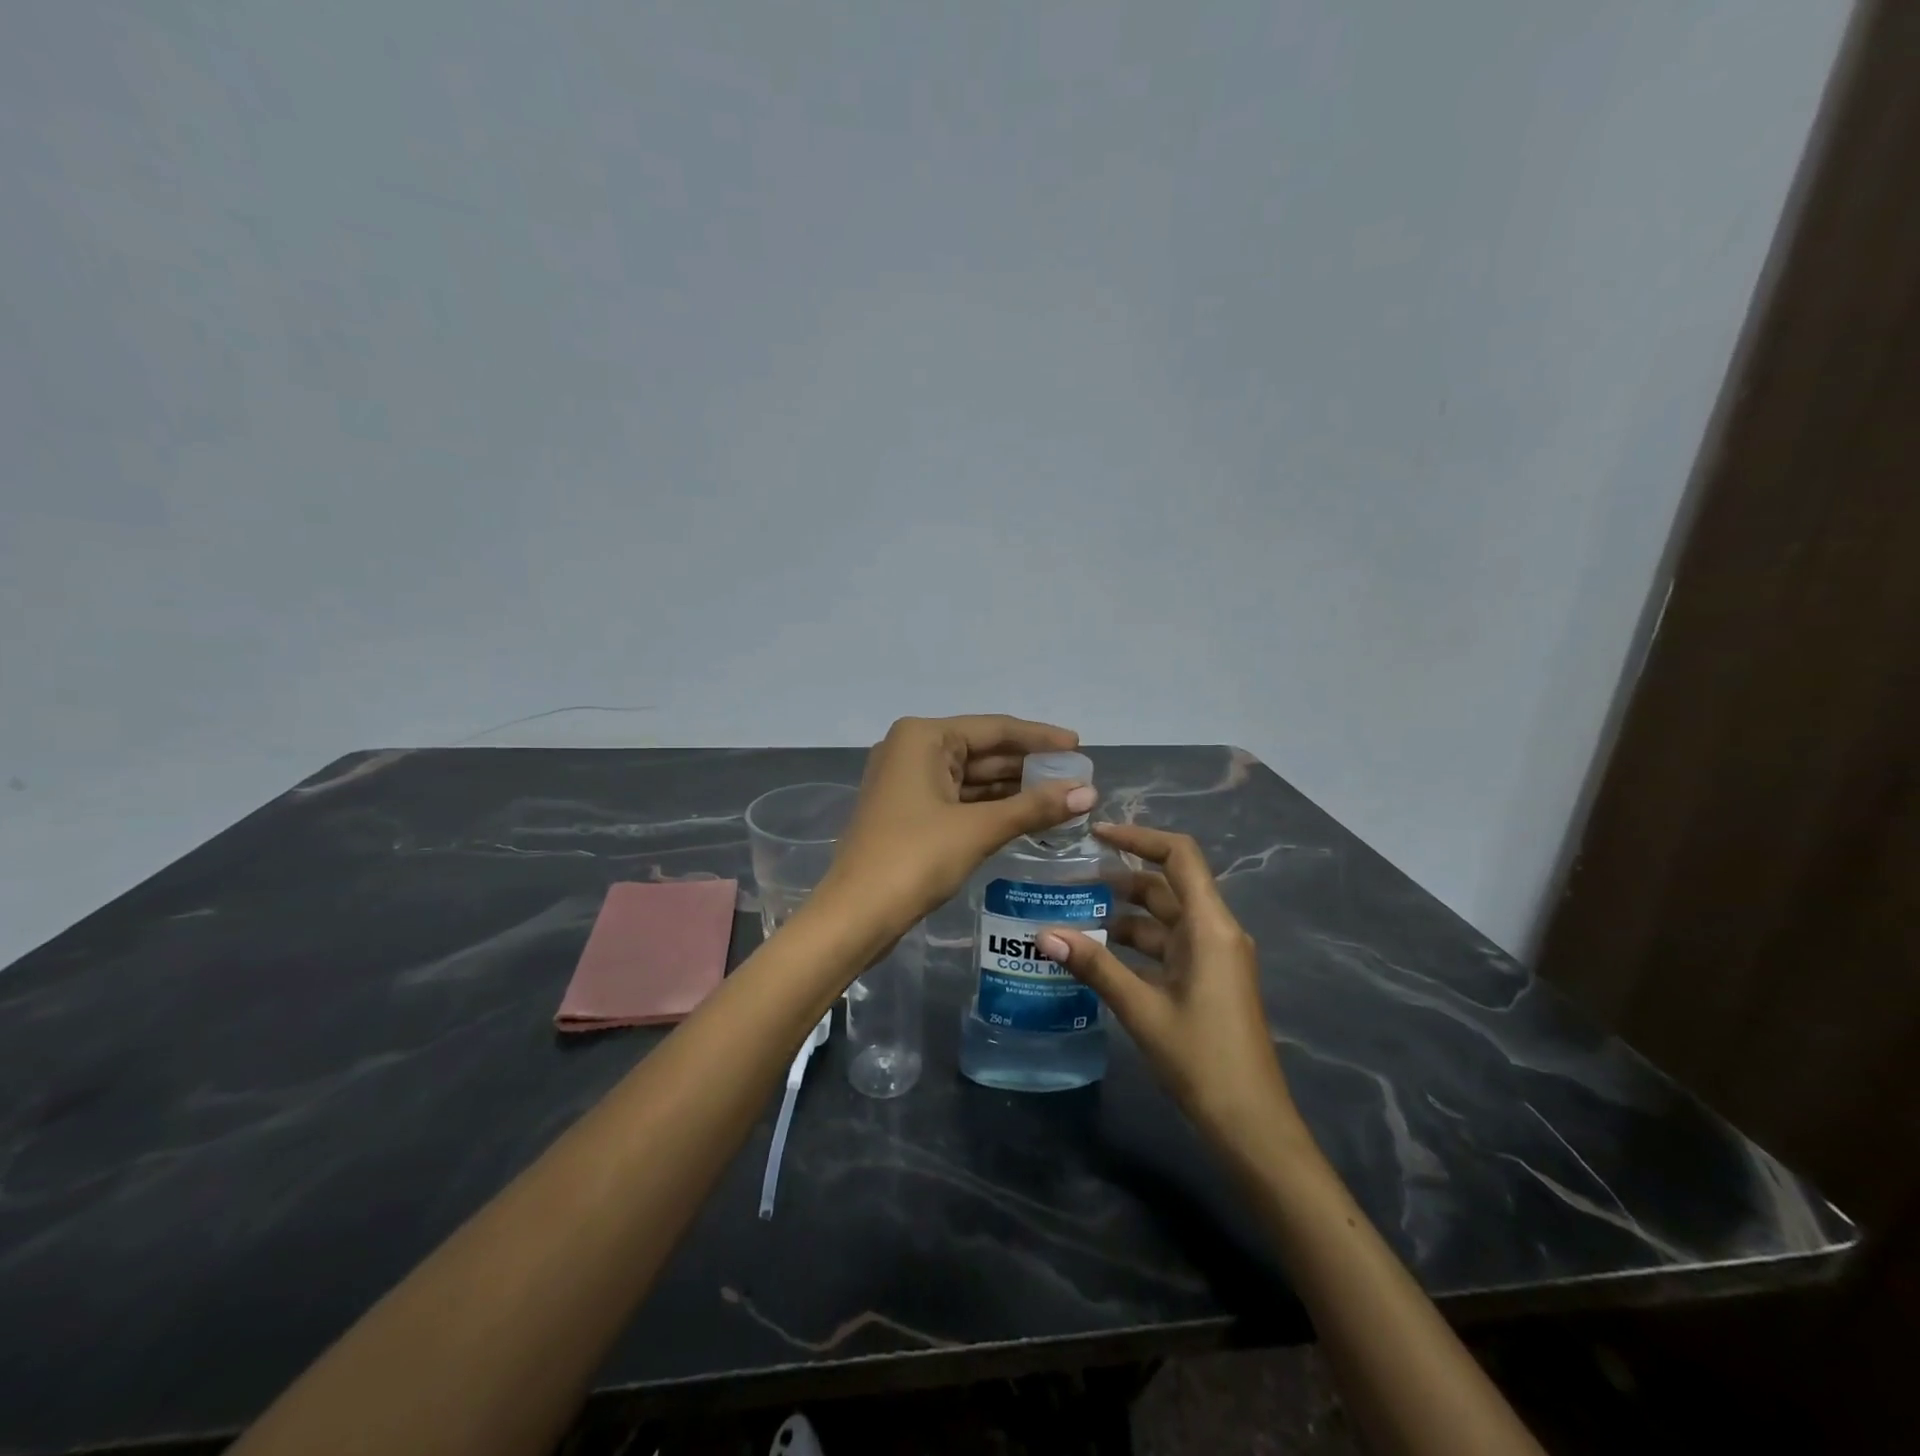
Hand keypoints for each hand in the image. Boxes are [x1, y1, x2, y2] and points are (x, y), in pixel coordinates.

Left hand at [817, 715, 1093, 937]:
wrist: (855, 915)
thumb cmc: (915, 859)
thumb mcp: (978, 829)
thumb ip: (1034, 807)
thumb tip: (1089, 792)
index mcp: (923, 737)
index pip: (995, 729)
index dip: (1041, 738)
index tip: (1081, 747)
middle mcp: (911, 749)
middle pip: (982, 750)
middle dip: (1028, 765)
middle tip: (1077, 776)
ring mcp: (906, 782)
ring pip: (971, 777)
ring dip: (1013, 788)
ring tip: (1061, 795)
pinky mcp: (907, 812)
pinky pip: (958, 798)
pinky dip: (991, 806)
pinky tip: (1025, 814)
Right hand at [1038, 824, 1308, 1159]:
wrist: (1251, 1124)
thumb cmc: (1202, 1059)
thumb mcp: (1142, 1008)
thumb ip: (1095, 966)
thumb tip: (1043, 933)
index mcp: (1211, 927)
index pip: (1179, 856)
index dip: (1139, 837)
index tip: (1096, 834)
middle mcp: (1216, 932)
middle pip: (1168, 885)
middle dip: (1122, 876)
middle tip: (1072, 877)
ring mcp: (1214, 957)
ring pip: (1165, 918)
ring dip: (1125, 913)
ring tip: (1074, 914)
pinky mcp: (1207, 980)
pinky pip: (1168, 946)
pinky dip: (1136, 943)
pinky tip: (1099, 953)